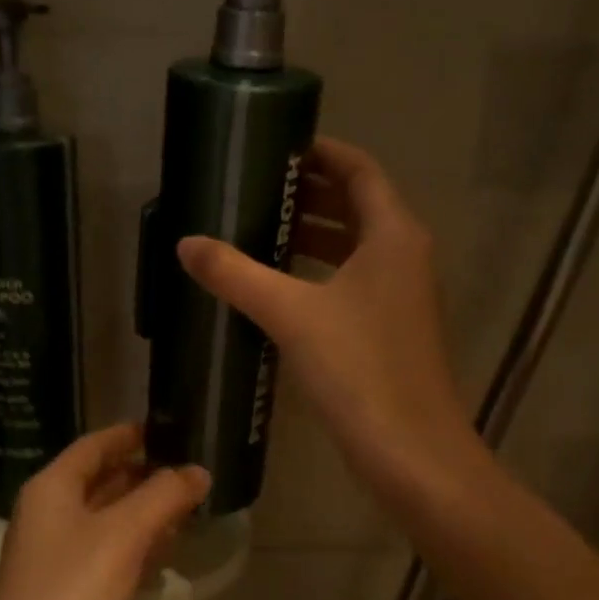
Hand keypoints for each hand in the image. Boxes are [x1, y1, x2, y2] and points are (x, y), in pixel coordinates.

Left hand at [0, 424, 210, 599]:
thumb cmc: (69, 598)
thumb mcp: (122, 537)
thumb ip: (163, 496)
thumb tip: (198, 470)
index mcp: (50, 491)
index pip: (95, 445)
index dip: (132, 433)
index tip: (174, 426)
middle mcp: (48, 519)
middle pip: (101, 482)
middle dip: (145, 474)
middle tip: (196, 470)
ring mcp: (55, 563)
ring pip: (107, 523)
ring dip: (145, 514)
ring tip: (192, 508)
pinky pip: (107, 560)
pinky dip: (136, 551)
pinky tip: (166, 557)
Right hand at [178, 136, 475, 502]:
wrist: (412, 452)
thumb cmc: (359, 370)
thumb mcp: (291, 316)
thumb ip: (236, 275)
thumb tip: (186, 243)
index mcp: (392, 236)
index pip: (359, 171)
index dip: (321, 153)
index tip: (276, 146)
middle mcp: (404, 256)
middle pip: (358, 205)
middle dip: (310, 193)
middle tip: (255, 188)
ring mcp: (402, 294)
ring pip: (355, 246)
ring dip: (314, 234)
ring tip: (259, 229)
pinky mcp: (391, 328)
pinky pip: (353, 280)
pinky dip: (319, 271)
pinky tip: (279, 287)